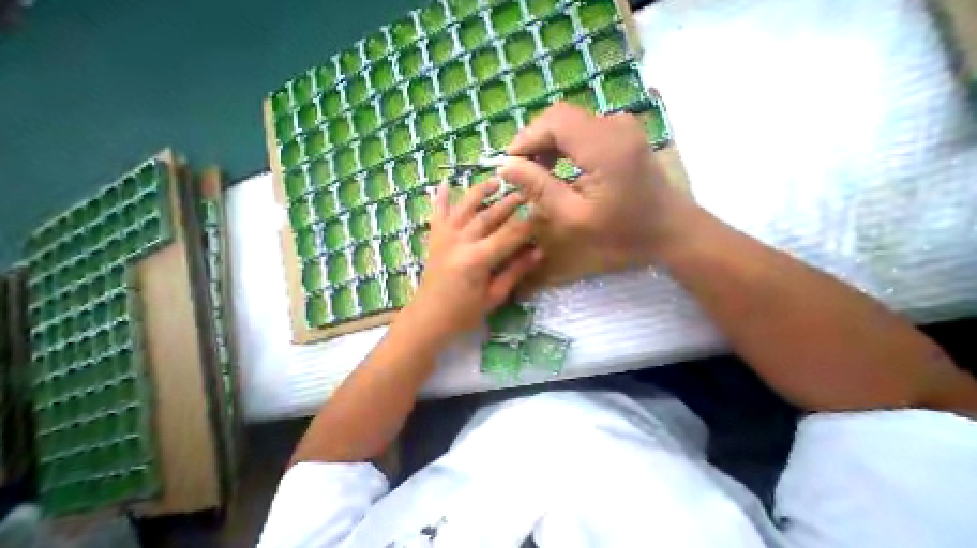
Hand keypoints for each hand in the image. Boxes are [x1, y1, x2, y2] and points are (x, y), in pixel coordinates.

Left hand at [402, 180, 540, 341]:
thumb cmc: (463, 313)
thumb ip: (515, 271)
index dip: (528, 224)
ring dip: (481, 191)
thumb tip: (538, 252)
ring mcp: (445, 237)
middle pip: (489, 215)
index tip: (542, 214)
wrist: (428, 318)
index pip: (510, 234)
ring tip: (495, 180)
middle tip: (526, 192)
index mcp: (478, 258)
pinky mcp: (434, 238)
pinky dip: (439, 197)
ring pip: (465, 207)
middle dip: (509, 202)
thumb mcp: (494, 296)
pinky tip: (444, 182)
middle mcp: (461, 241)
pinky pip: (436, 213)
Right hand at [498, 101, 697, 269]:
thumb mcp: (573, 217)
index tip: (509, 164)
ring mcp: (621, 126)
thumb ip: (539, 188)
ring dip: (547, 143)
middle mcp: (614, 125)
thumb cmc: (621, 231)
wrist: (668, 230)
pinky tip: (556, 167)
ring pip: (570, 122)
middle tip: (520, 171)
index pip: (554, 121)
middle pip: (560, 117)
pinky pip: (583, 131)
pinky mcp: (622, 134)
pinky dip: (563, 146)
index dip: (526, 138)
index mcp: (603, 145)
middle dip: (534, 141)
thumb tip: (507, 167)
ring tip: (534, 172)